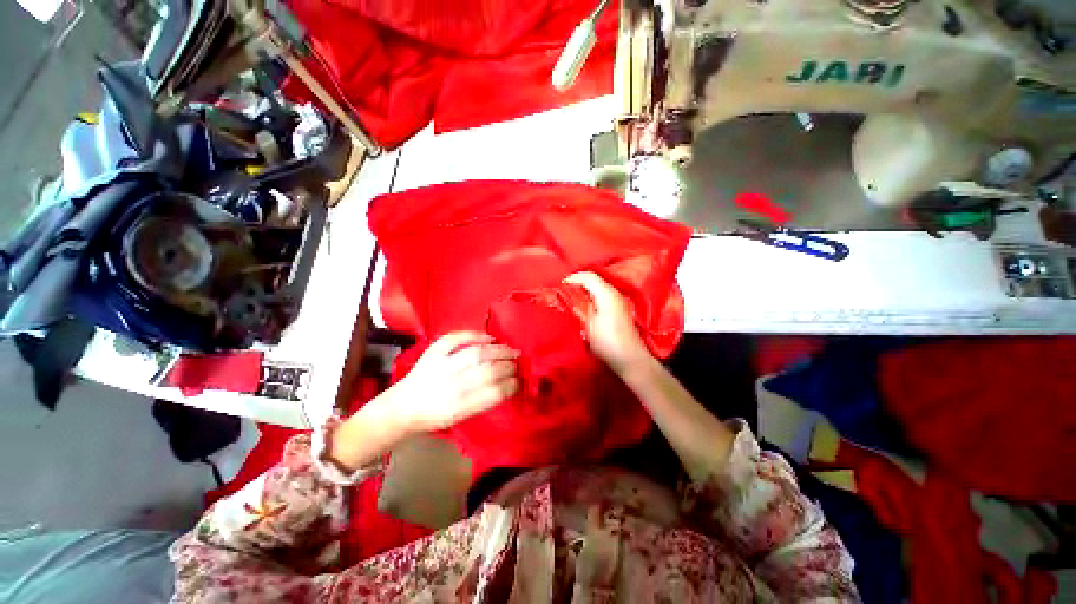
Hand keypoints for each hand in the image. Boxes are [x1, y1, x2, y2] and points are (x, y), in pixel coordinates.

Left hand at [390, 331, 519, 433]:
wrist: (402, 408)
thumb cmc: (434, 417)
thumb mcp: (460, 418)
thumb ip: (483, 401)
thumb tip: (508, 384)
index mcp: (459, 407)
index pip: (494, 393)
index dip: (511, 385)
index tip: (519, 381)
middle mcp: (451, 386)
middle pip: (488, 371)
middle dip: (508, 366)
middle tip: (518, 363)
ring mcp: (440, 366)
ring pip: (476, 353)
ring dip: (498, 350)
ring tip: (510, 350)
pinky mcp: (432, 352)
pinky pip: (455, 338)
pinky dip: (473, 335)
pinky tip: (488, 337)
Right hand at [564, 271, 652, 374]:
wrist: (629, 359)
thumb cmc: (607, 342)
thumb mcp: (588, 324)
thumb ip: (580, 306)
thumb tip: (572, 296)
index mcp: (606, 293)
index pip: (587, 276)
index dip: (572, 279)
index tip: (560, 287)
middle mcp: (614, 293)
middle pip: (593, 280)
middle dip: (577, 284)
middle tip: (563, 293)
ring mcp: (618, 301)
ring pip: (598, 288)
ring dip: (584, 291)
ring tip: (571, 300)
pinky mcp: (619, 309)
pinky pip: (602, 296)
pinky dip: (591, 298)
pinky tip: (584, 308)